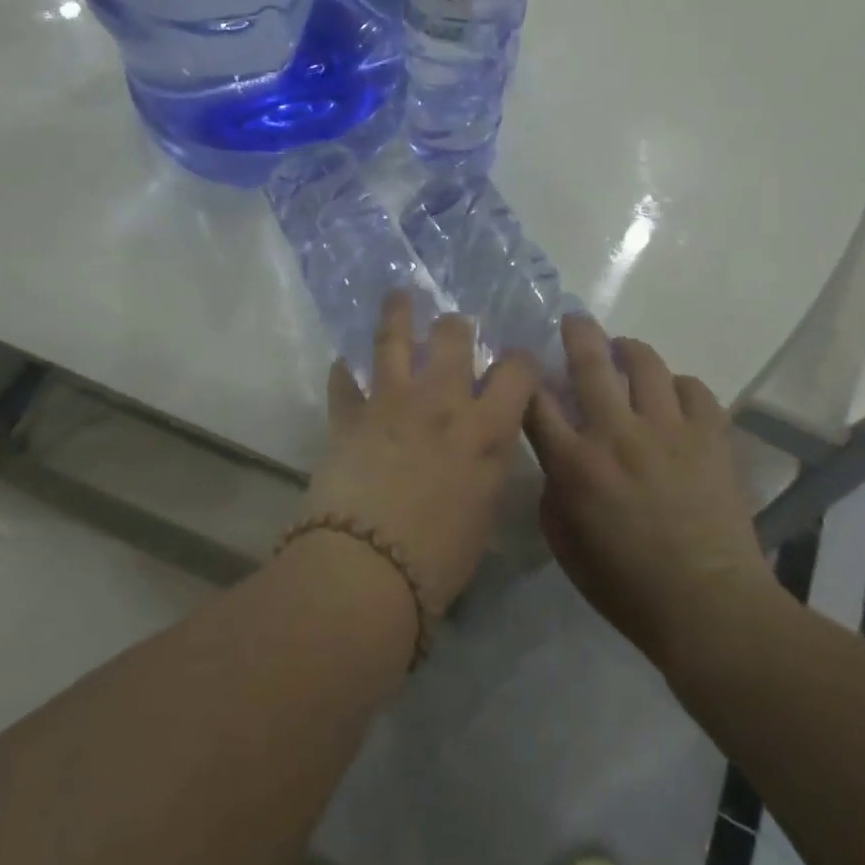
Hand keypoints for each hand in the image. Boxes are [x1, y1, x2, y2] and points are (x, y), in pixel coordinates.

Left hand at [299, 291, 538, 614]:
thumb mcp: (484, 512)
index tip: (516, 360)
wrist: (368, 568)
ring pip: (394, 338)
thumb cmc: (438, 558)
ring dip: (397, 313)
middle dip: (456, 326)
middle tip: (453, 327)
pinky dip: (344, 371)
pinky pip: (344, 380)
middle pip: (453, 337)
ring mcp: (391, 401)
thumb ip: (488, 467)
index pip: (516, 372)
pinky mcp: (349, 414)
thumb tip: (484, 447)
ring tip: (399, 295)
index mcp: (485, 429)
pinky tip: (344, 363)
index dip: (520, 360)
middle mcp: (441, 402)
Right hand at [526, 317, 784, 672]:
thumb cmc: (626, 586)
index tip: (524, 360)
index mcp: (574, 464)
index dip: (525, 373)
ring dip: (629, 349)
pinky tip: (673, 397)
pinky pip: (693, 388)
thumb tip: (558, 456)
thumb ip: (553, 492)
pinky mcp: (709, 435)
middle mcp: (616, 434)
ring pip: (645, 362)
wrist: (708, 605)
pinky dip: (678, 386)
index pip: (536, 401)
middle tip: (575, 320)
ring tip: (625, 351)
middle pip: (590, 362)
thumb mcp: (565, 546)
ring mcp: (667, 430)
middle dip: (577, 332)